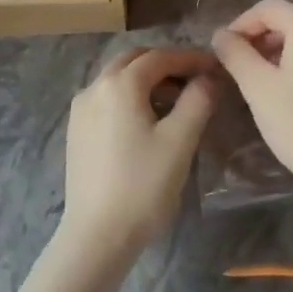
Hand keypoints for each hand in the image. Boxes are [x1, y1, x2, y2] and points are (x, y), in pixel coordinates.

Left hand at [61, 47, 218, 252]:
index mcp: (120, 84)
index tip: (216, 67)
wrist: (96, 235)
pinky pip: (107, 98)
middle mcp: (95, 87)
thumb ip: (198, 100)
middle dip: (166, 64)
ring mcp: (81, 109)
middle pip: (135, 60)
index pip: (160, 57)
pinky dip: (130, 96)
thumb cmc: (143, 185)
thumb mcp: (180, 140)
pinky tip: (147, 120)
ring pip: (118, 78)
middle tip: (196, 79)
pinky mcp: (77, 130)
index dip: (191, 58)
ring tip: (176, 101)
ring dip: (147, 80)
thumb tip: (208, 77)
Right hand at [210, 0, 292, 188]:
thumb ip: (235, 53)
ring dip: (273, 51)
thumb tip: (220, 35)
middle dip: (257, 38)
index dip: (240, 24)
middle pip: (286, 20)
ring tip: (254, 79)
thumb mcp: (257, 85)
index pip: (267, 8)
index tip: (222, 51)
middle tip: (235, 66)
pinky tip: (281, 89)